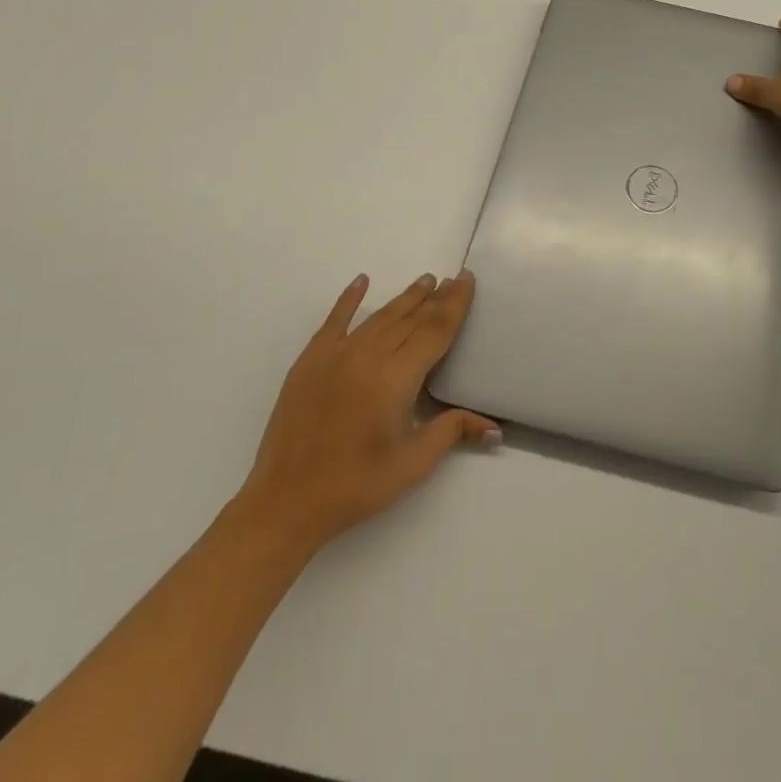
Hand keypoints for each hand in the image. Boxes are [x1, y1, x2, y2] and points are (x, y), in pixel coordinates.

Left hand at [237, 272, 498, 555]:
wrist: (285, 502)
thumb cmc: (356, 485)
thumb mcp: (412, 463)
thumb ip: (452, 432)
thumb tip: (495, 428)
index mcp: (396, 378)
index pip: (435, 330)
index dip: (455, 304)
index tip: (467, 279)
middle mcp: (368, 356)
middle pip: (411, 318)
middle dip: (436, 298)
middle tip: (454, 279)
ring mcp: (336, 354)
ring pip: (380, 316)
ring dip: (405, 298)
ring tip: (426, 281)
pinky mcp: (310, 361)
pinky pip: (335, 320)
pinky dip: (349, 299)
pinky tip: (361, 281)